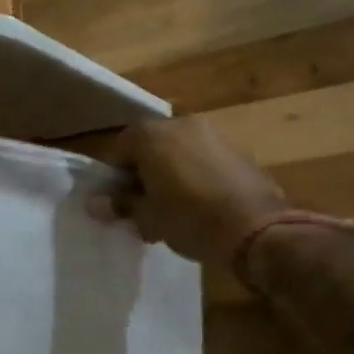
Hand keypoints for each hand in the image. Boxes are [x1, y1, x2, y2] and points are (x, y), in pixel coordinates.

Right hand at [95, 117, 289, 265]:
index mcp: (151, 135)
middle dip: (143, 173)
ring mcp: (213, 134)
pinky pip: (203, 158)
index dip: (114, 177)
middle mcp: (180, 124)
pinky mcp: (238, 149)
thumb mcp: (148, 217)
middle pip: (150, 146)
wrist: (259, 229)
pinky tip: (201, 204)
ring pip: (178, 151)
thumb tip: (95, 203)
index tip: (118, 203)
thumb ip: (120, 204)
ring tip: (173, 208)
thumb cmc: (191, 219)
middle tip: (144, 206)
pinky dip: (196, 174)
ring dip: (170, 173)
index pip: (118, 149)